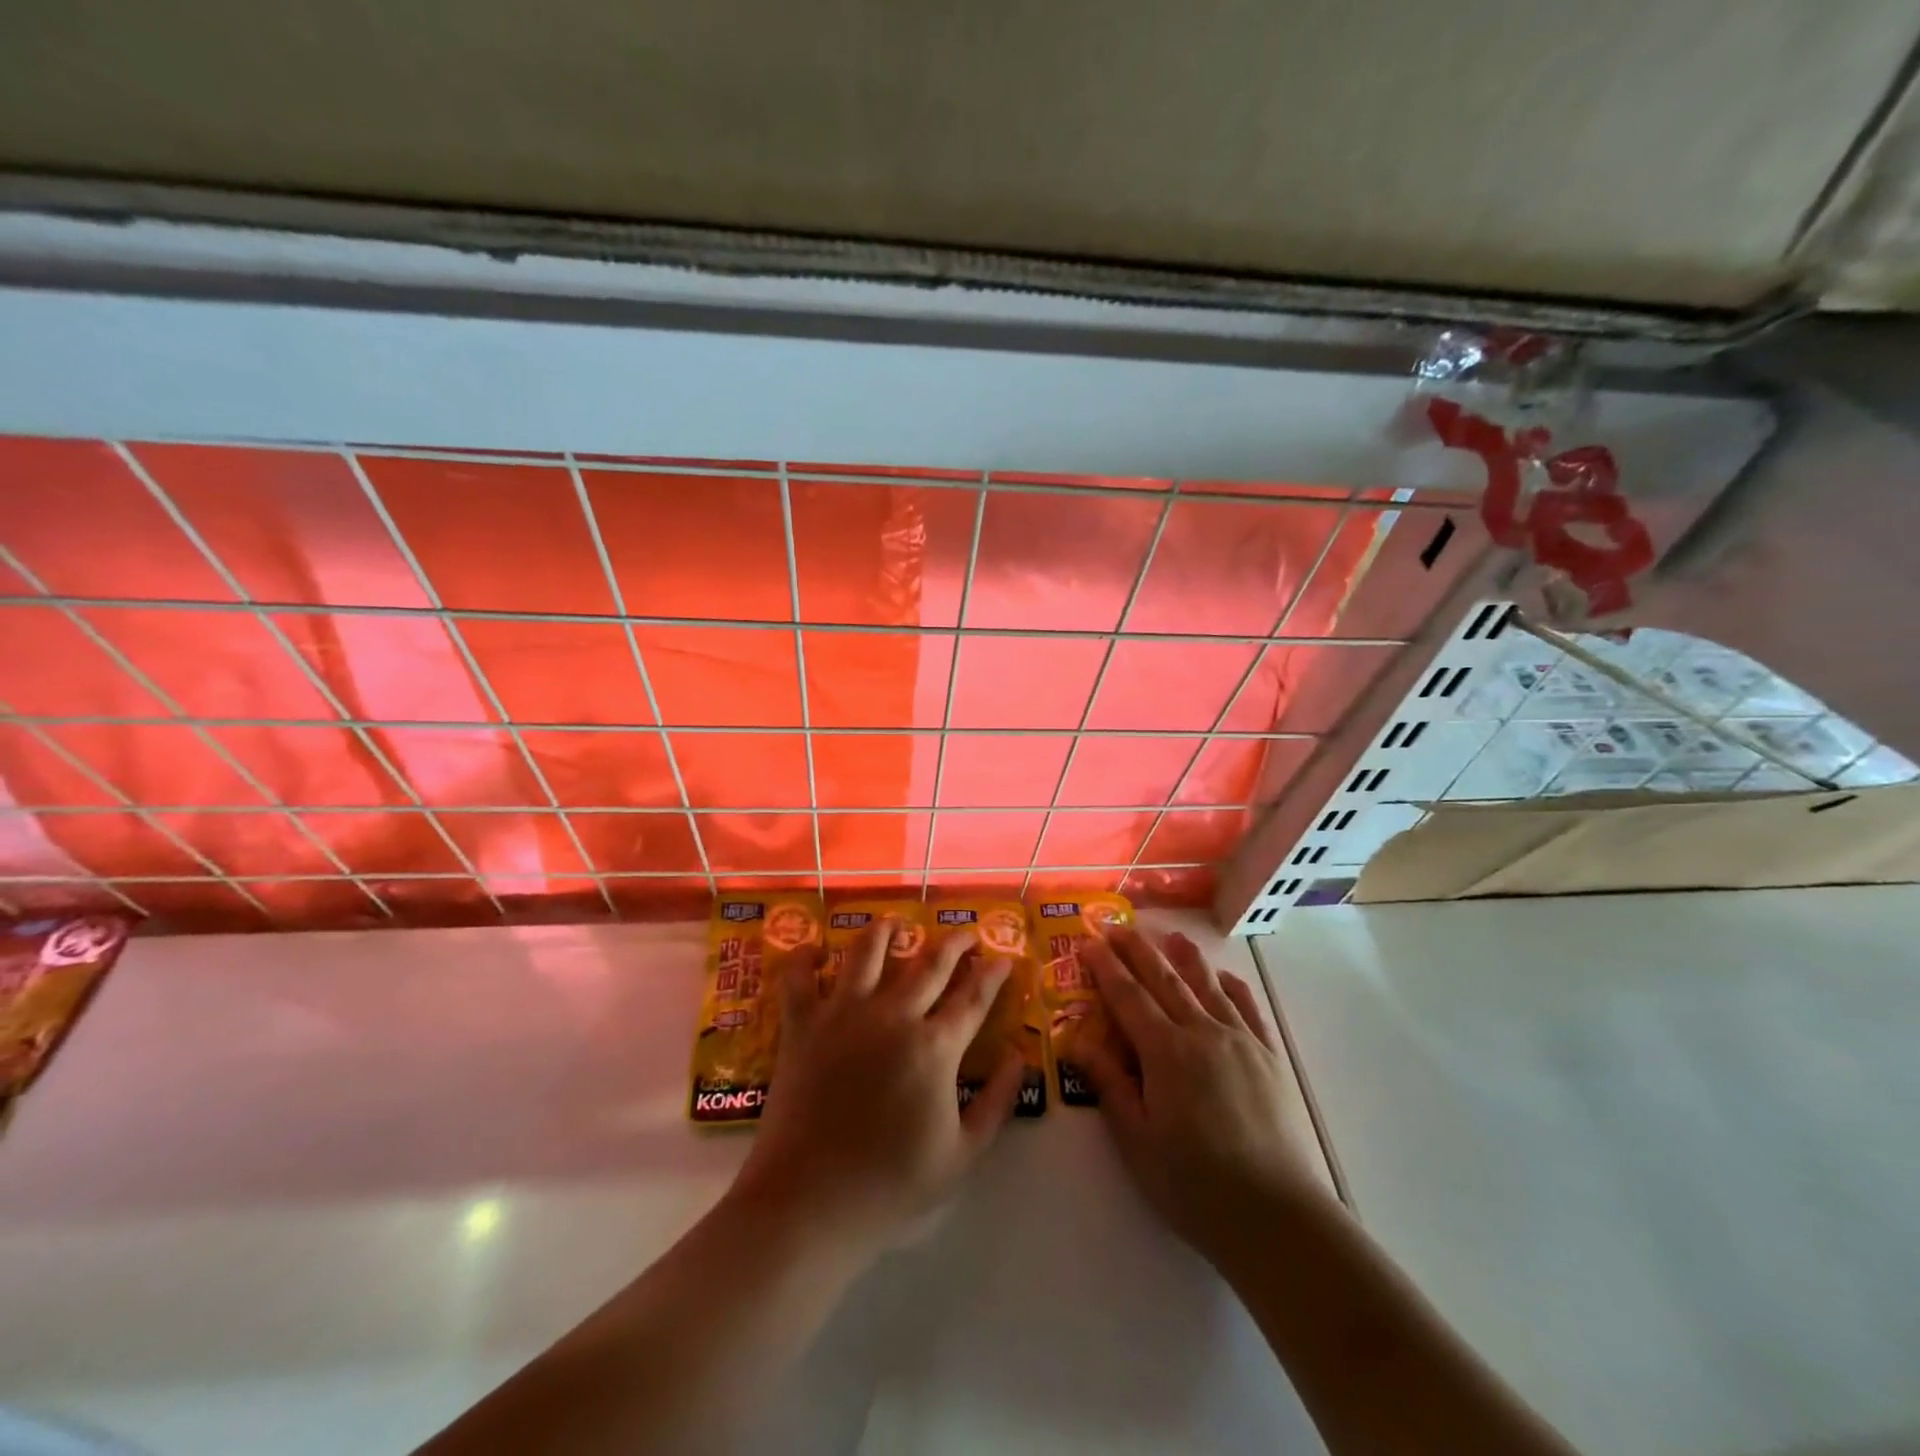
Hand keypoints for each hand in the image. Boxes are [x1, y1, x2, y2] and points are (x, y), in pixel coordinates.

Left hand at [726, 917, 1026, 1257]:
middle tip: (966, 933)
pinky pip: (799, 976)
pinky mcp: (802, 1024)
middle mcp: (893, 1015)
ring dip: (886, 931)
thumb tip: (1020, 1058)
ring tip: (896, 924)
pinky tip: (815, 950)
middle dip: (955, 943)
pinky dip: (805, 956)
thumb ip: (996, 1103)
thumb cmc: (889, 1187)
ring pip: (868, 952)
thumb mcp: (961, 1157)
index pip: (973, 997)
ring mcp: (843, 1014)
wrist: (808, 1204)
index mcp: (934, 1047)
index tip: (1005, 958)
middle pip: (930, 963)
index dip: (994, 974)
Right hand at [1076, 927, 1329, 1266]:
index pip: (1127, 996)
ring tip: (1170, 934)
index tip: (1088, 940)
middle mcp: (1201, 1032)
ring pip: (1207, 985)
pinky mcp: (1270, 1057)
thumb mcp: (1137, 1141)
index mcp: (1165, 1052)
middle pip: (1164, 979)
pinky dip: (1232, 986)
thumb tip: (1077, 1041)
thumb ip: (1109, 1085)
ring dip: (1184, 957)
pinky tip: (1223, 977)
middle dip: (1137, 949)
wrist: (1276, 1216)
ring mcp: (1240, 1041)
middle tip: (1116, 925)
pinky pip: (1248, 1008)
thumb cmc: (1194, 1185)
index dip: (1105, 967)